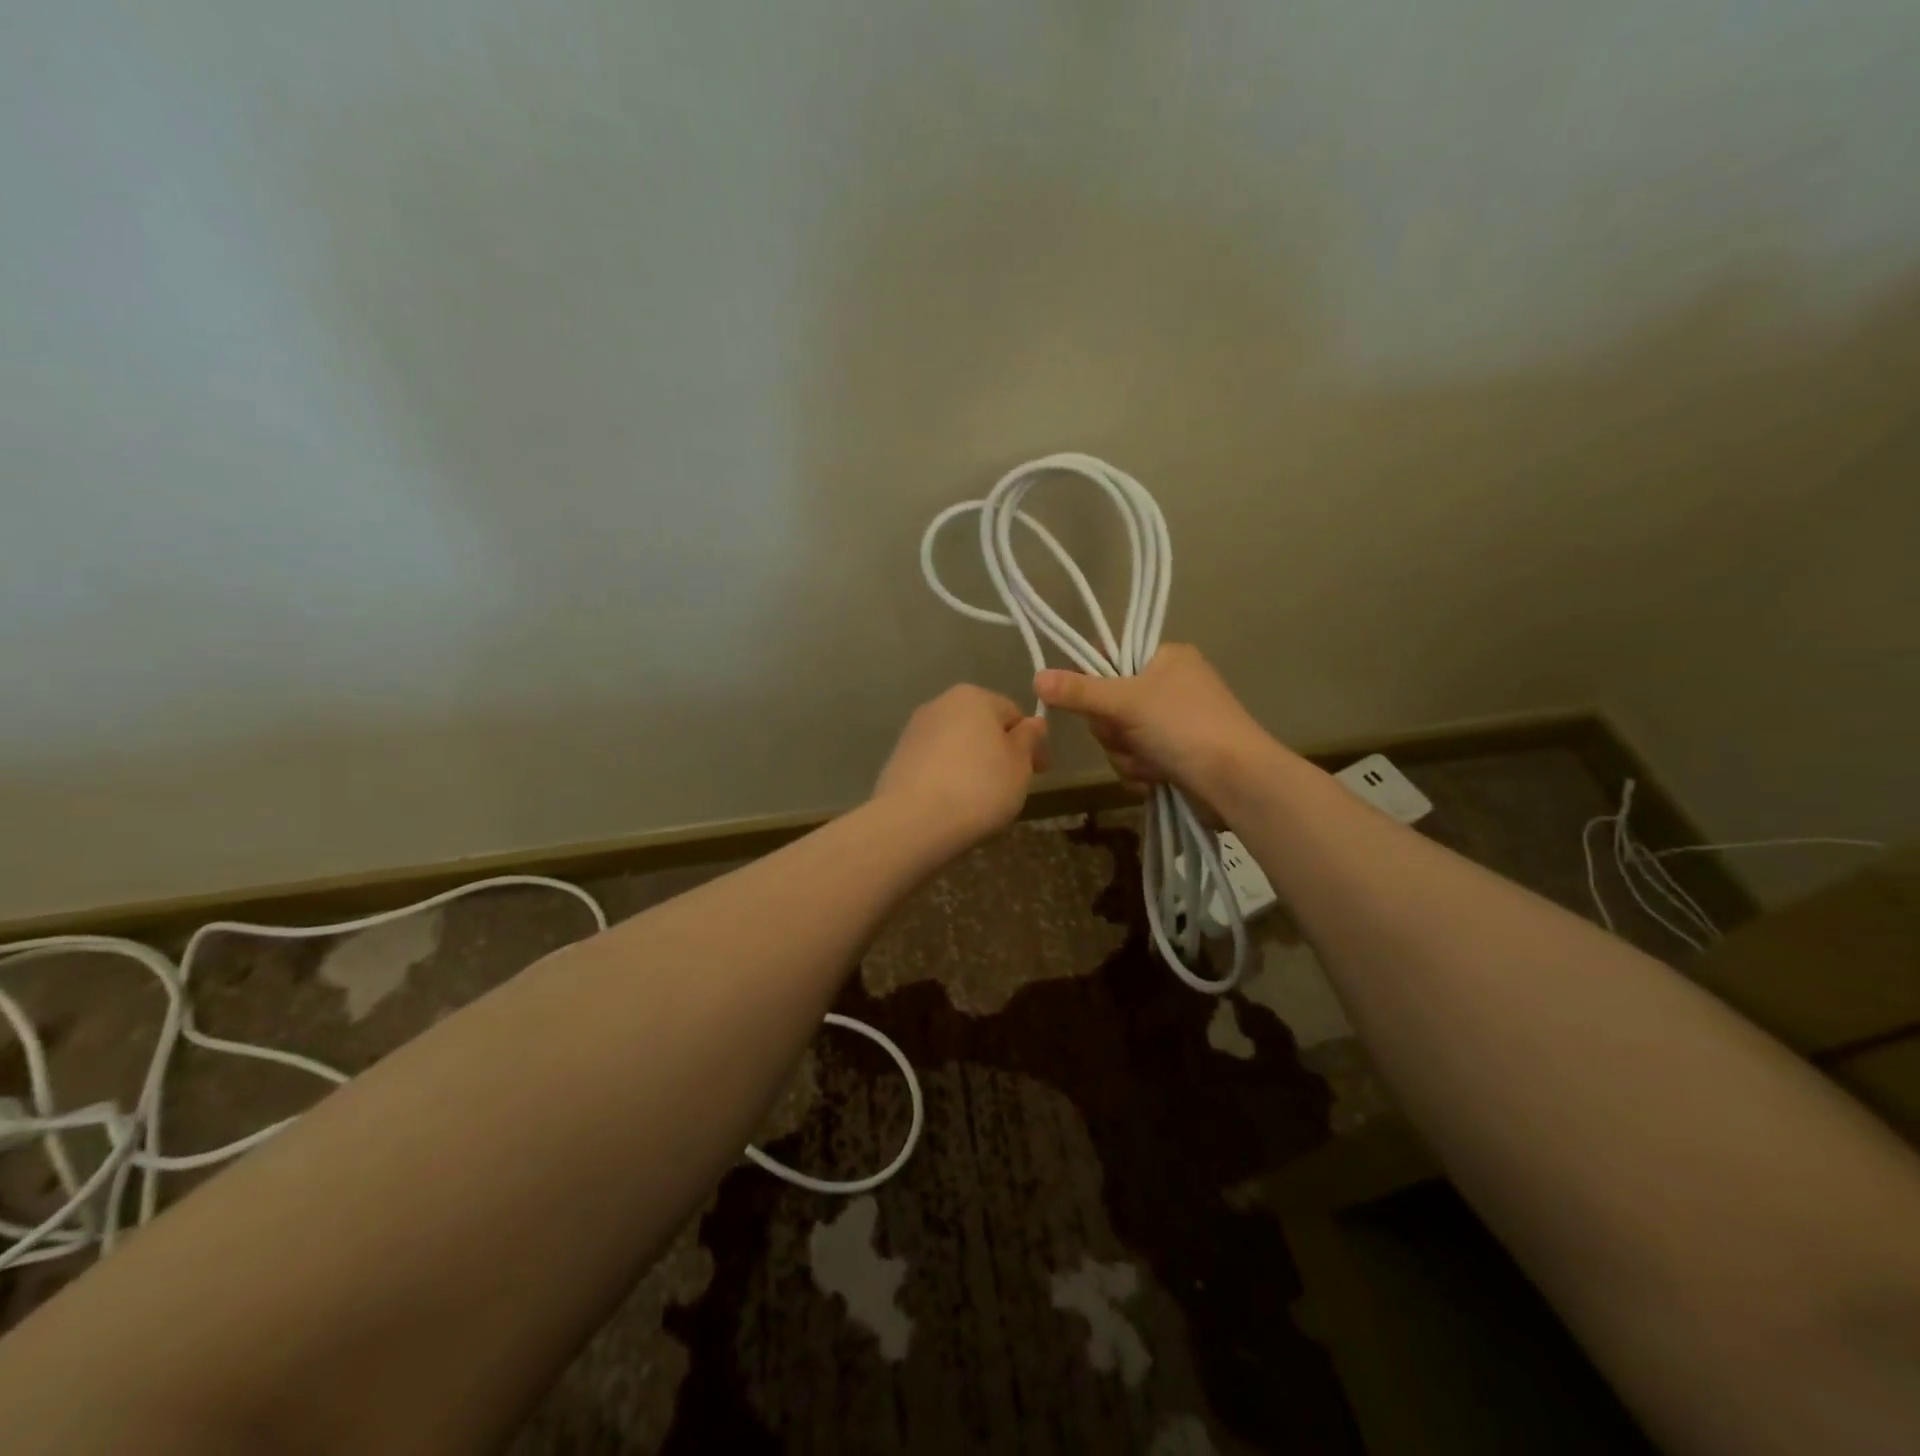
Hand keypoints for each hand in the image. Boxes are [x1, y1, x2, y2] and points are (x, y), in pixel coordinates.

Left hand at [874, 685, 1048, 848]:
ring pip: (956, 745)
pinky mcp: (897, 758)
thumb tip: (1033, 723)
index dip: (1031, 743)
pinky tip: (952, 804)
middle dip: (999, 752)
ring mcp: (914, 730)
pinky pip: (934, 764)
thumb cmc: (979, 788)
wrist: (913, 821)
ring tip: (980, 800)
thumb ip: (1030, 739)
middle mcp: (940, 704)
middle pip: (982, 726)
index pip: (1013, 713)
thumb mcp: (1020, 764)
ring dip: (972, 764)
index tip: (1039, 772)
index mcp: (973, 696)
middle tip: (1012, 787)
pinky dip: (947, 777)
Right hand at [1034, 644, 1272, 808]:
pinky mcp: (1174, 755)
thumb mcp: (1127, 702)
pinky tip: (1158, 777)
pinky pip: (1135, 759)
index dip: (1093, 679)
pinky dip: (1141, 770)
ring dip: (1127, 754)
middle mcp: (1169, 685)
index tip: (1089, 698)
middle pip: (1108, 703)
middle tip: (1129, 733)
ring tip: (1152, 761)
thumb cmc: (1184, 727)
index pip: (1111, 656)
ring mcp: (1172, 723)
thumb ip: (1080, 691)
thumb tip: (1036, 677)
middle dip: (1113, 729)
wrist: (1236, 782)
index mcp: (1166, 657)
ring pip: (1119, 737)